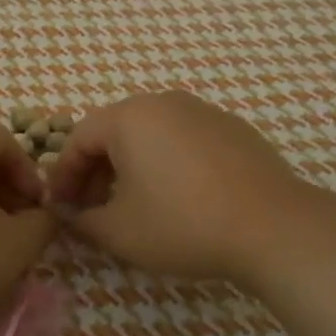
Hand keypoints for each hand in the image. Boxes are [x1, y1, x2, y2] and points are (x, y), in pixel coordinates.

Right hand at [47, 90, 320, 282]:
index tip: (61, 207)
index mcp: (129, 117)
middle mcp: (164, 103)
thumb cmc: (184, 224)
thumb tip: (66, 214)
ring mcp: (203, 112)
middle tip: (93, 209)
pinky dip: (168, 163)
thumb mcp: (119, 232)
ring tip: (134, 204)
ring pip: (151, 134)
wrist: (274, 228)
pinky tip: (179, 197)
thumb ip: (81, 220)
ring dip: (132, 166)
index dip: (64, 175)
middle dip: (97, 171)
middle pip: (114, 132)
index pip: (79, 139)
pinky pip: (184, 140)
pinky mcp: (233, 128)